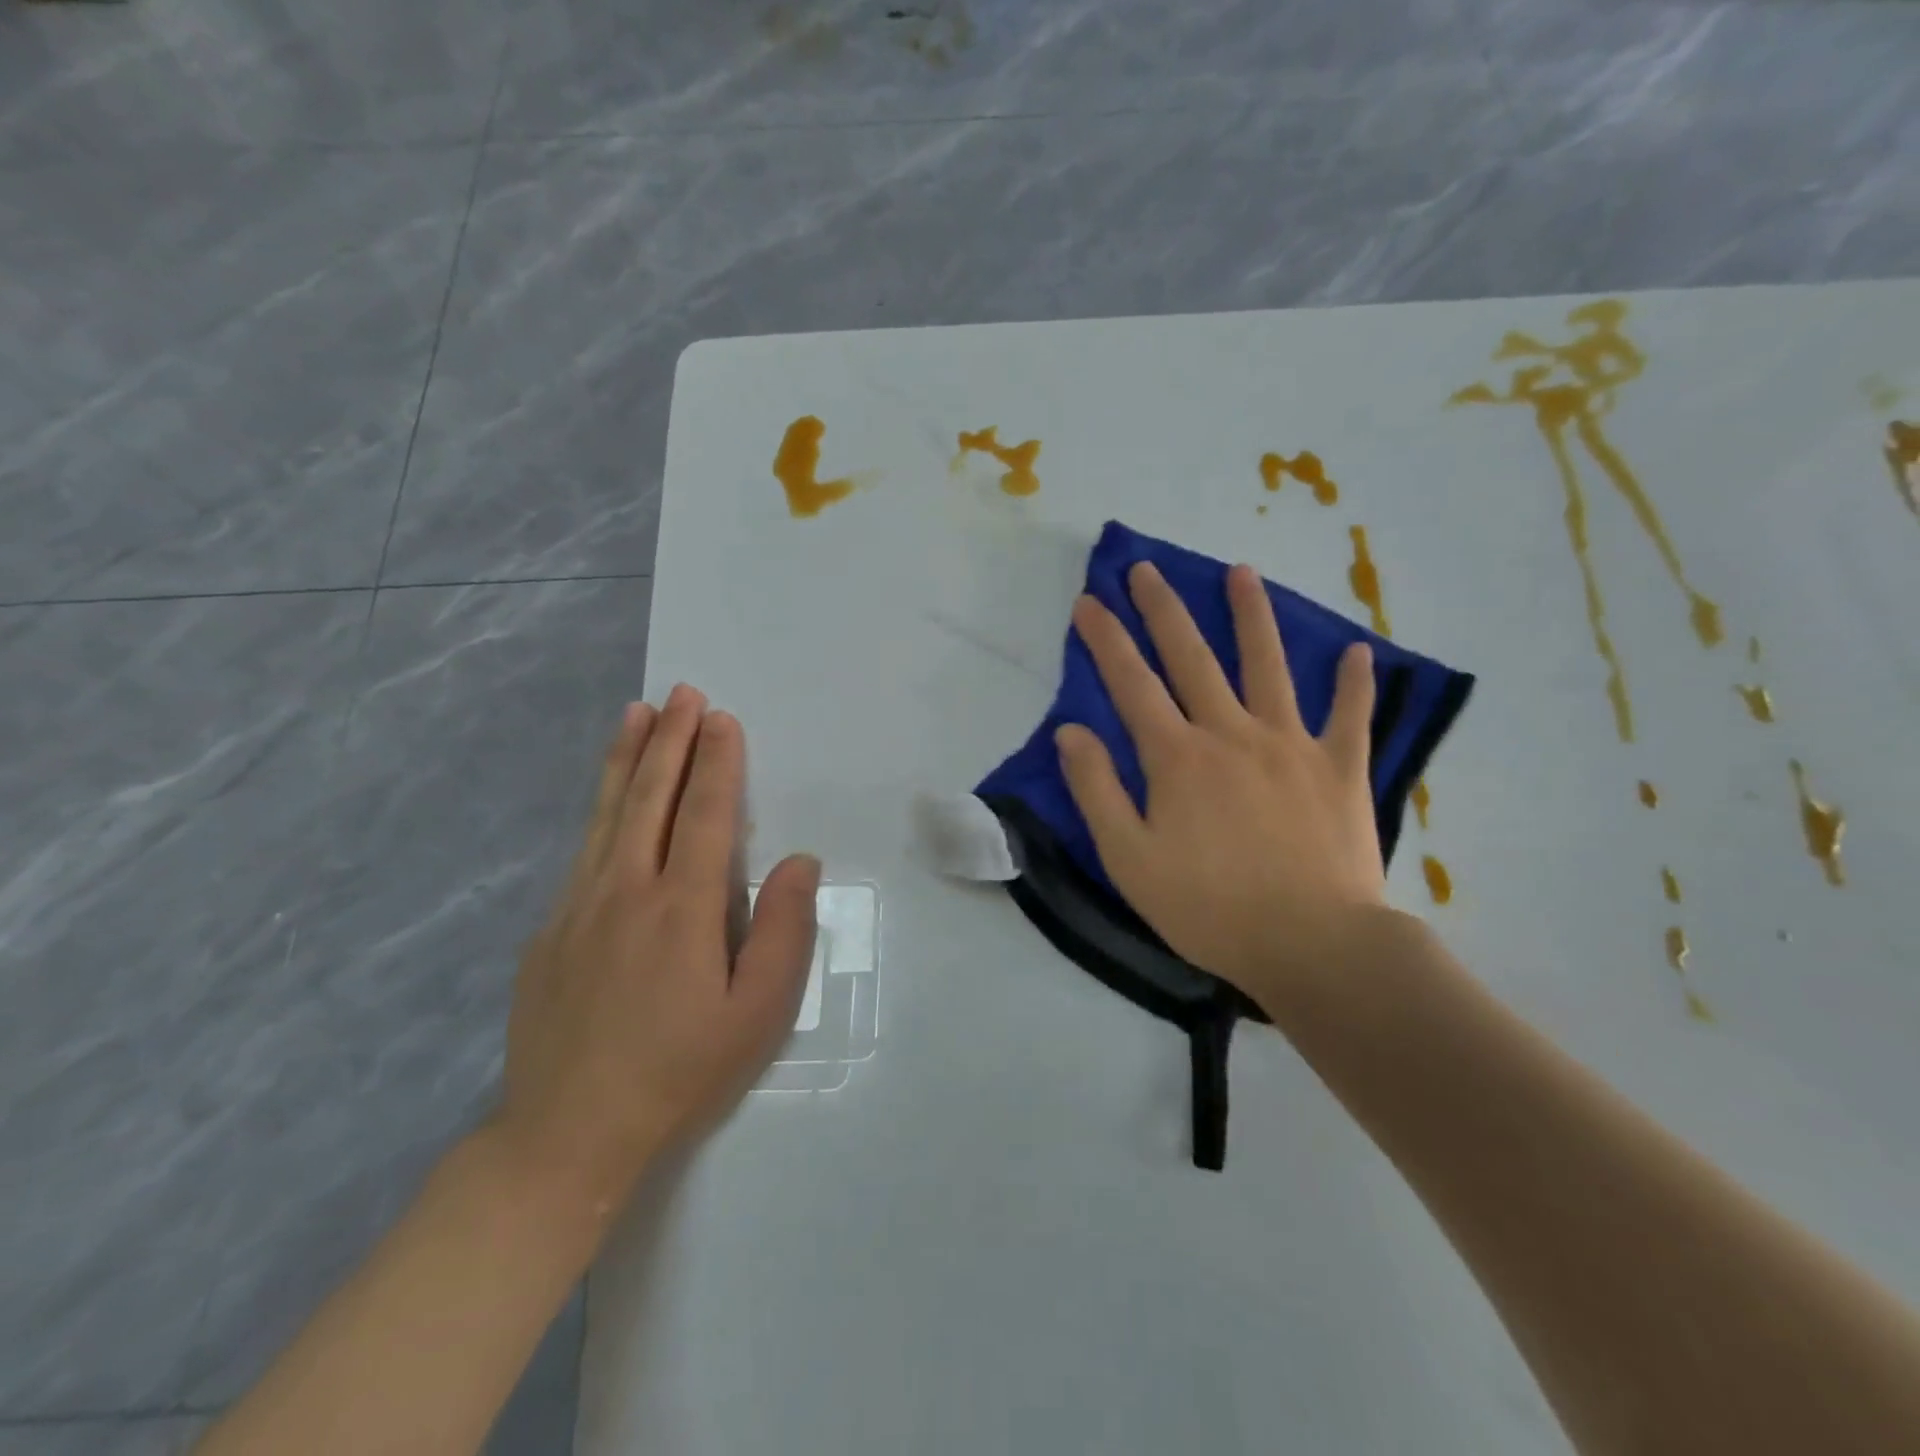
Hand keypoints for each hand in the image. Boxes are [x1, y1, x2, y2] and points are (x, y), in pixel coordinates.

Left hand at [497, 685, 819, 1207]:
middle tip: (683, 693)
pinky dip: (600, 808)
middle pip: (651, 798)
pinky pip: (583, 851)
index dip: (717, 762)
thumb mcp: (757, 1014)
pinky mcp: (549, 931)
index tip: (722, 719)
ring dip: (627, 759)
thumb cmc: (680, 1074)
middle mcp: (626, 890)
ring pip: (607, 814)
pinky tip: (608, 798)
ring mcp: (579, 907)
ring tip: (636, 714)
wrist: (565, 1137)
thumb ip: (783, 930)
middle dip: (671, 740)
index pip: (706, 814)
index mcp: (682, 907)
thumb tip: (800, 860)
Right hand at [1055, 562, 1387, 1010]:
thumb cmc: (1210, 908)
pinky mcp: (1340, 768)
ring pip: (1269, 666)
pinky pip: (1350, 715)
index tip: (1089, 601)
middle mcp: (1231, 734)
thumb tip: (1071, 731)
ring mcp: (1291, 745)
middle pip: (1192, 657)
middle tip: (1147, 569)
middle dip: (1164, 609)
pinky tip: (1359, 651)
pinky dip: (1355, 683)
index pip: (1132, 683)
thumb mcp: (1129, 859)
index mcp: (1178, 757)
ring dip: (1253, 616)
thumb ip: (1096, 790)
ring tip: (1243, 572)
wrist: (1313, 946)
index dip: (1106, 640)